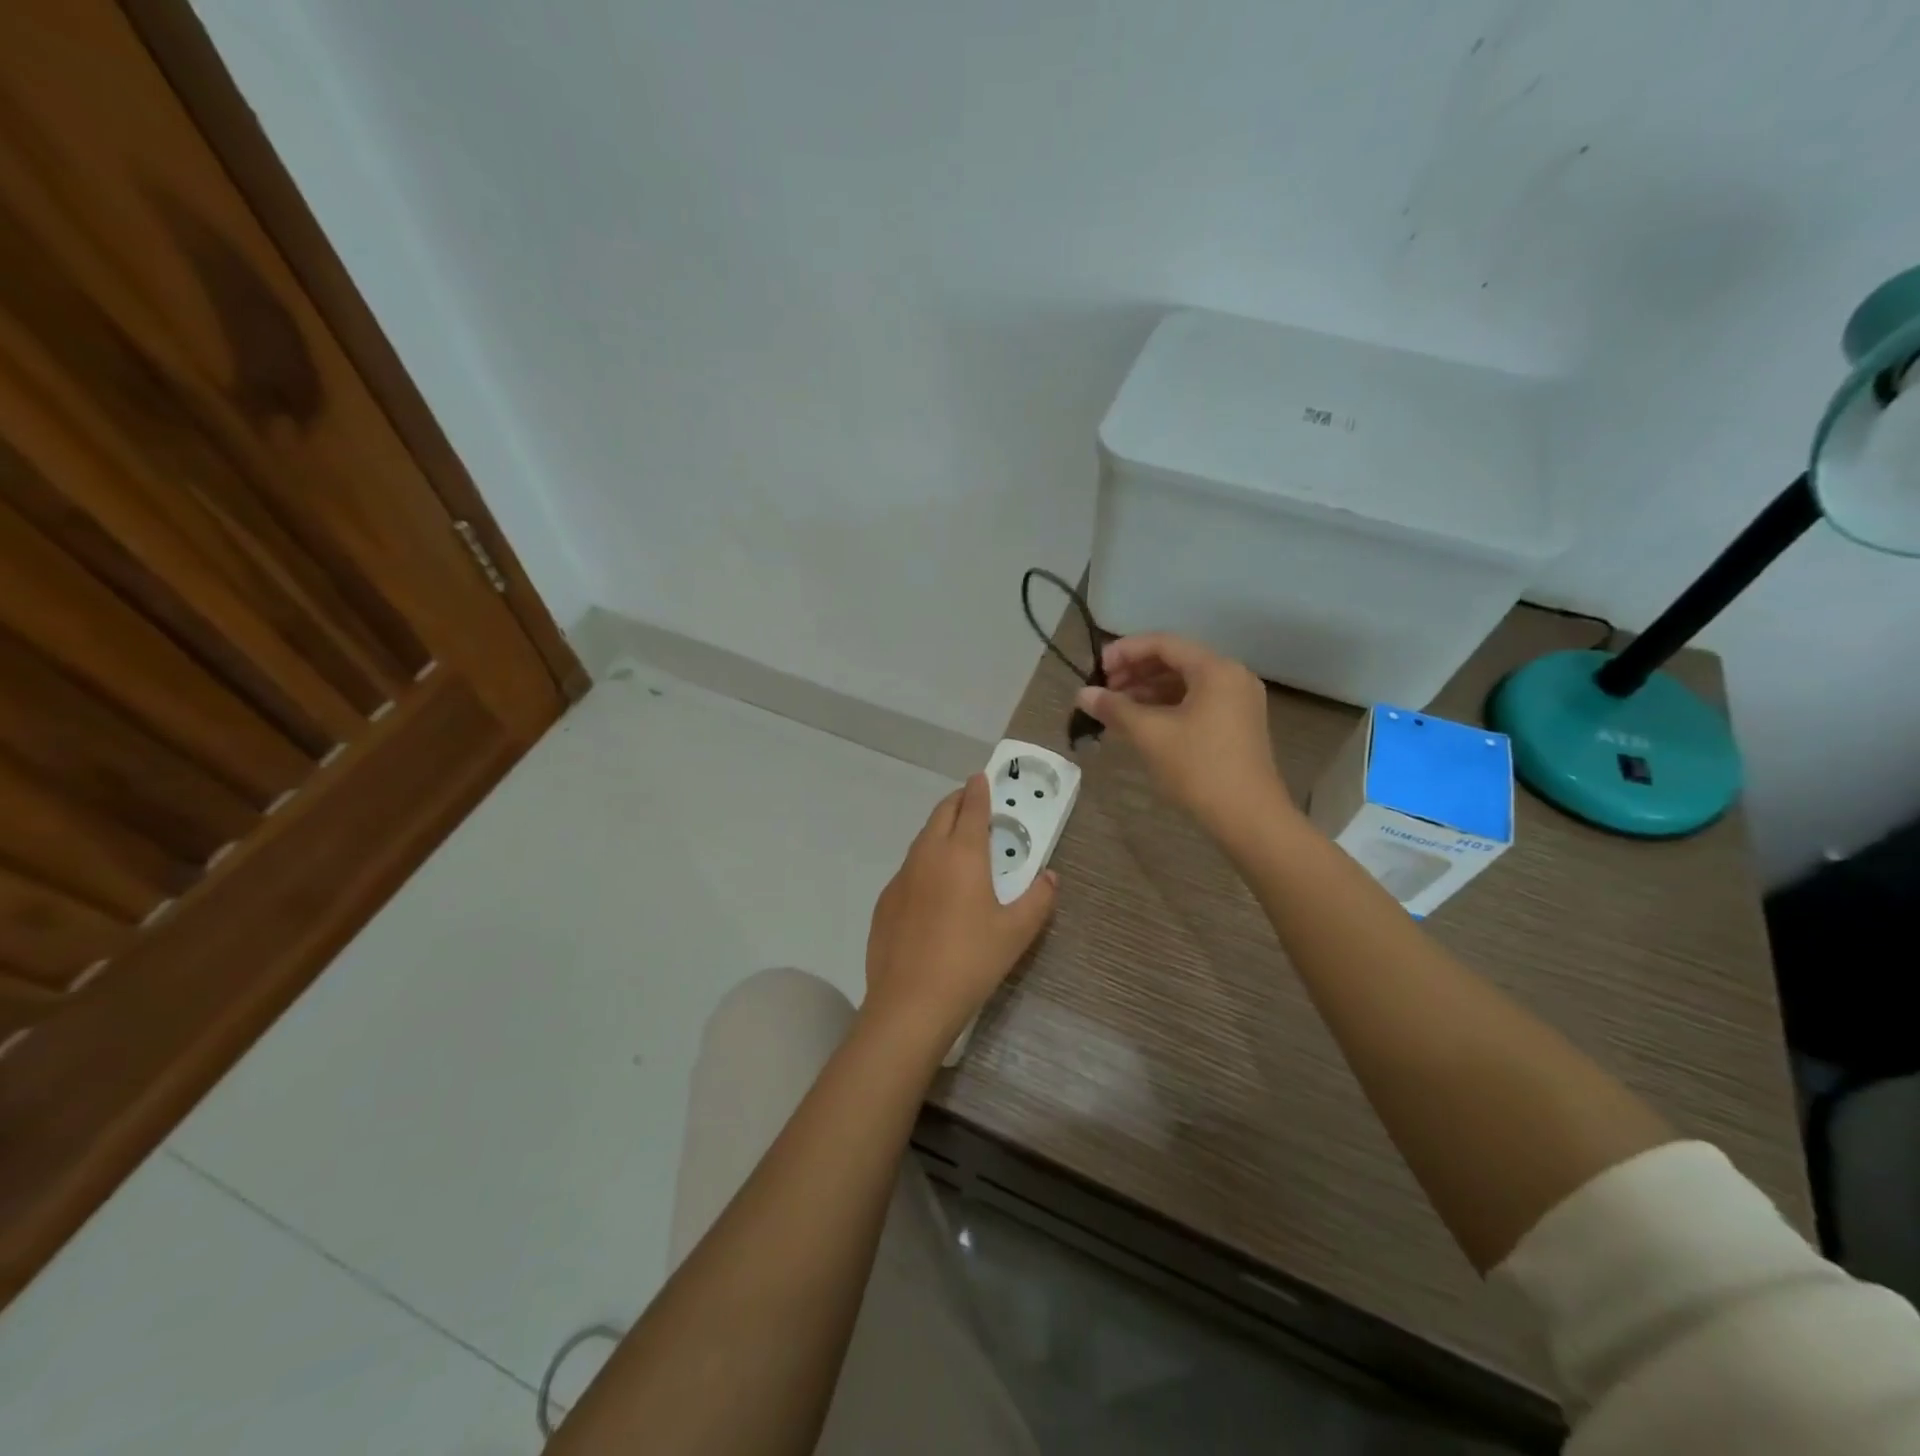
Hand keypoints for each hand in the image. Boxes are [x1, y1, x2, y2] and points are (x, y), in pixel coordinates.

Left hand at [862, 774, 1057, 1048]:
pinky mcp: (885, 900)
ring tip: (954, 839)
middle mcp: (928, 855)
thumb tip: (1050, 877)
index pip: (972, 808)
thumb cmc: (971, 961)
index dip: (978, 790)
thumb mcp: (1017, 932)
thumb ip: (1038, 899)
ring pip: (921, 839)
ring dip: (939, 829)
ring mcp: (902, 877)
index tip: (981, 778)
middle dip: (957, 802)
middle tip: (971, 802)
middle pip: (941, 814)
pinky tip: (932, 886)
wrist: (910, 1002)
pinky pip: (908, 868)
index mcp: (962, 854)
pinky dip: (924, 861)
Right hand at [1076, 633, 1292, 839]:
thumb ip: (1115, 708)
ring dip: (1147, 690)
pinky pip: (1195, 702)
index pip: (1163, 643)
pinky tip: (1141, 723)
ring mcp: (1237, 702)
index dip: (1125, 651)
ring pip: (1184, 683)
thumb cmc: (1199, 768)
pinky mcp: (1236, 725)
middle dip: (1135, 672)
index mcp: (1216, 669)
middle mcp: (1231, 676)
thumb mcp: (1150, 734)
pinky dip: (1166, 706)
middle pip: (1175, 660)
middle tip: (1103, 690)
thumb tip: (1082, 695)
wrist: (1249, 818)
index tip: (1096, 670)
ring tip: (1115, 708)